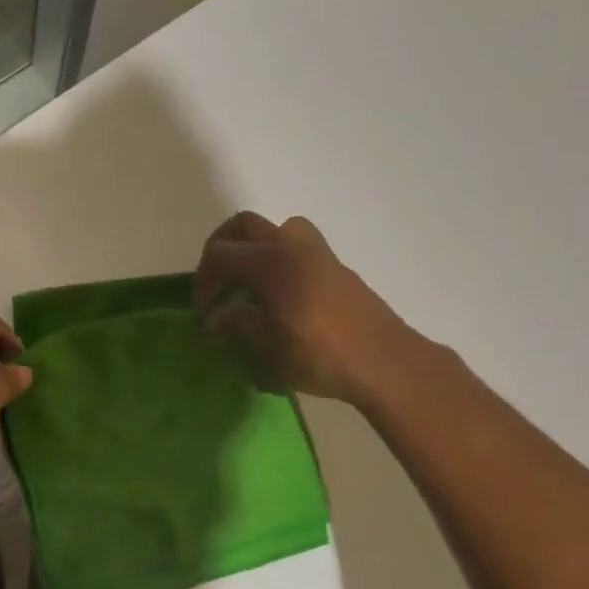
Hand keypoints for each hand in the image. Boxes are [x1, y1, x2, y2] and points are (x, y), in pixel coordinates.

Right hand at [194, 212, 418, 404]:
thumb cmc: (319, 355)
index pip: (221, 253)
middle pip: (245, 225)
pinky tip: (281, 296)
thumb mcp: (267, 346)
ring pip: (277, 230)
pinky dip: (279, 260)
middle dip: (222, 248)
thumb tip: (216, 318)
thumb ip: (237, 324)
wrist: (384, 362)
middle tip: (216, 281)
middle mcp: (293, 246)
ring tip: (250, 283)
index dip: (204, 278)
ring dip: (255, 248)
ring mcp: (319, 254)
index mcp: (272, 262)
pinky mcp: (335, 268)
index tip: (204, 310)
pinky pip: (298, 247)